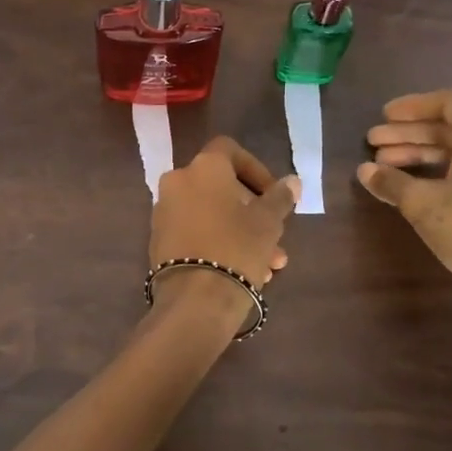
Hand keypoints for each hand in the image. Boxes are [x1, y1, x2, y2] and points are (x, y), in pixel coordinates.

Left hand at [150, 137, 298, 290]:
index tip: (273, 195)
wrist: (194, 300)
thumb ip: (280, 197)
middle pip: (221, 187)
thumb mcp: (268, 222)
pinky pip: (196, 233)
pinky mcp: (159, 241)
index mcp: (203, 168)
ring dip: (241, 232)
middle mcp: (177, 182)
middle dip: (252, 211)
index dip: (256, 169)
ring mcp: (164, 212)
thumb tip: (292, 182)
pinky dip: (218, 243)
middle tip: (276, 236)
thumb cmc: (236, 248)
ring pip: (211, 214)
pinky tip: (244, 272)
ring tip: (270, 265)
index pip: (230, 150)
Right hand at [358, 90, 451, 353]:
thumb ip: (391, 182)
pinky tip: (413, 194)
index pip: (448, 103)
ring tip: (384, 169)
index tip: (384, 117)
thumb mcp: (422, 204)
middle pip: (449, 131)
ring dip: (419, 157)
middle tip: (373, 145)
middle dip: (408, 136)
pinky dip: (438, 177)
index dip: (413, 106)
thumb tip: (364, 171)